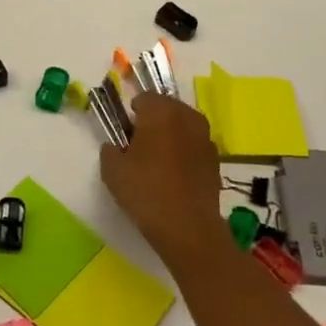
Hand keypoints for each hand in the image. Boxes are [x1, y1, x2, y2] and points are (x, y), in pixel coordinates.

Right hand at [99, 93, 229, 259]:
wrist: (187, 228)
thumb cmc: (145, 191)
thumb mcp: (112, 170)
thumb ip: (109, 150)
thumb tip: (114, 145)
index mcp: (161, 112)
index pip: (144, 97)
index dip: (132, 112)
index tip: (125, 131)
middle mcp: (187, 118)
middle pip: (167, 107)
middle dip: (153, 119)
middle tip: (139, 143)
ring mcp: (206, 138)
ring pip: (184, 125)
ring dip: (171, 134)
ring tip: (157, 159)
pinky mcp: (216, 160)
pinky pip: (195, 145)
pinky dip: (185, 151)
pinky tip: (174, 174)